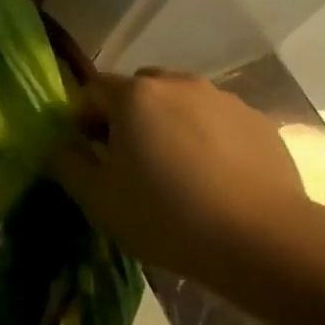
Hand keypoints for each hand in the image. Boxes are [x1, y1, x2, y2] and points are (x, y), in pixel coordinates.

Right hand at [51, 70, 306, 273]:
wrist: (263, 241)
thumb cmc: (167, 216)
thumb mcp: (98, 199)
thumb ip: (67, 163)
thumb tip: (61, 144)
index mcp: (133, 95)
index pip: (92, 93)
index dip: (83, 121)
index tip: (91, 156)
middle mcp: (178, 83)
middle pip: (138, 92)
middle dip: (128, 118)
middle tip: (133, 164)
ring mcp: (223, 99)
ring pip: (181, 104)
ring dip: (170, 127)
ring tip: (180, 174)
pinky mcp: (258, 122)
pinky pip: (217, 122)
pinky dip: (208, 140)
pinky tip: (216, 181)